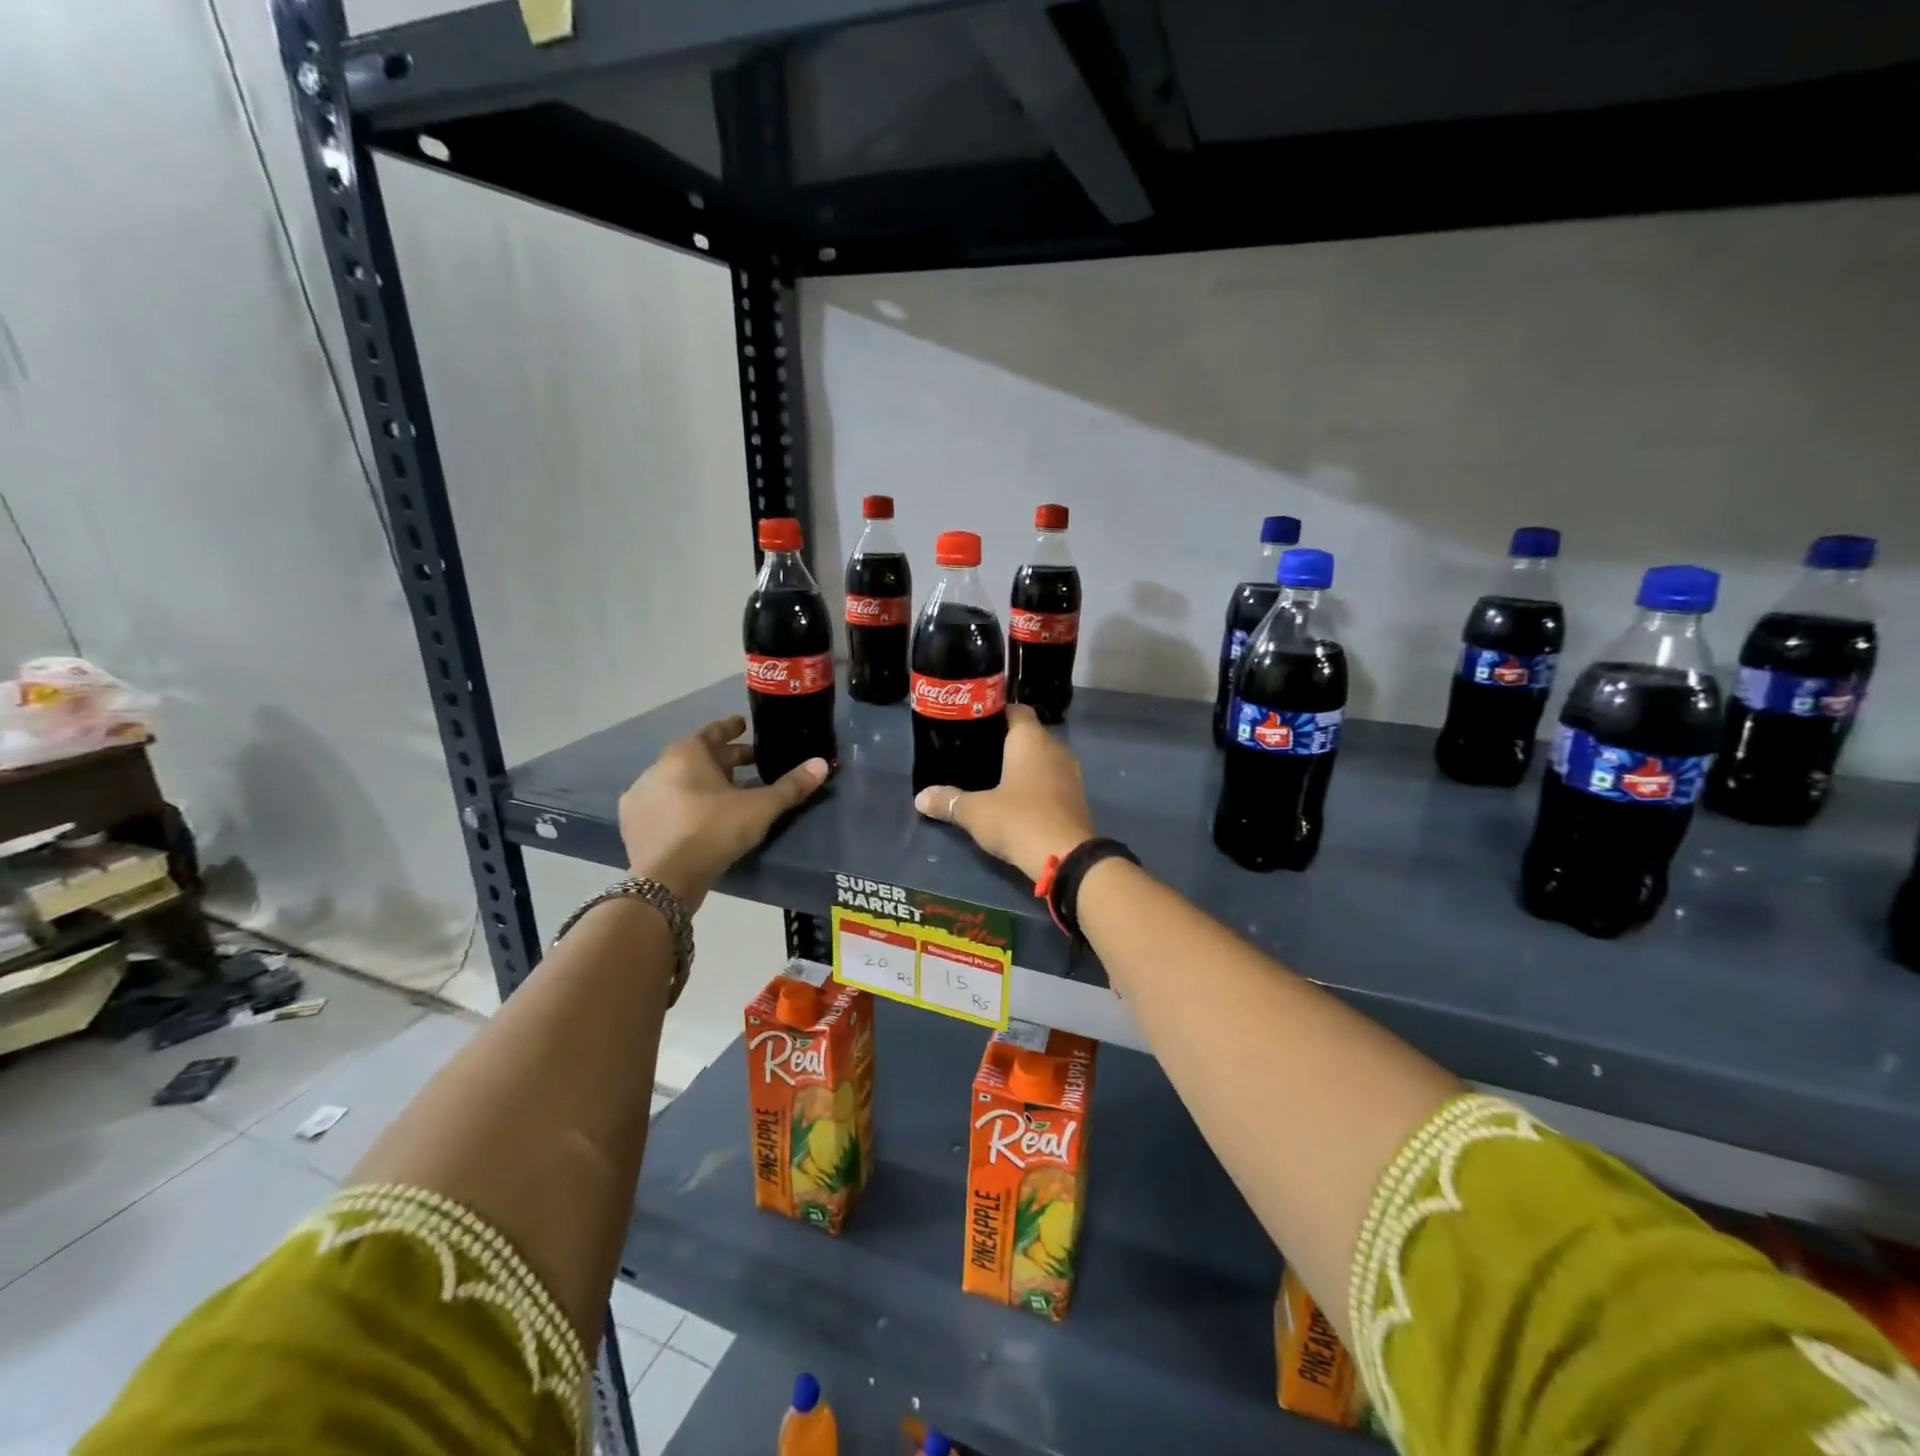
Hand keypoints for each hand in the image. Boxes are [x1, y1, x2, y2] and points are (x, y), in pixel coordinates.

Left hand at [618, 717, 826, 911]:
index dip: (731, 729)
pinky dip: (682, 804)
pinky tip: (697, 817)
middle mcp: (658, 768)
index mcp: (686, 754)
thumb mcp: (761, 807)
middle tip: (749, 763)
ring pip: (678, 781)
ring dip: (702, 783)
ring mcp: (641, 796)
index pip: (712, 732)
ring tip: (727, 794)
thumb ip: (791, 785)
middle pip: (696, 757)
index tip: (744, 726)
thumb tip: (821, 764)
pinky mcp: (633, 824)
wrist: (667, 878)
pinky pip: (664, 804)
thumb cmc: (715, 829)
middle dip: (724, 760)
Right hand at [913, 704, 1095, 881]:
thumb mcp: (976, 812)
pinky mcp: (1076, 797)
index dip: (995, 713)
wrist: (1066, 858)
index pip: (1016, 710)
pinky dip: (1035, 784)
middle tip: (975, 753)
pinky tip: (1015, 799)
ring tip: (992, 776)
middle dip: (1005, 742)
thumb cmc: (1019, 820)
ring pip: (1042, 758)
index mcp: (1031, 739)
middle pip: (1029, 734)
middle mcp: (1055, 748)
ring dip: (1022, 765)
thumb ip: (949, 801)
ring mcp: (1070, 773)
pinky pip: (1051, 780)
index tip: (973, 725)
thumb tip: (920, 798)